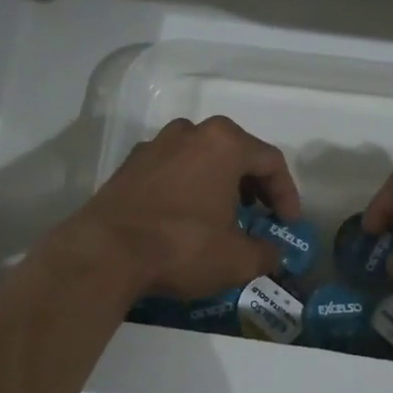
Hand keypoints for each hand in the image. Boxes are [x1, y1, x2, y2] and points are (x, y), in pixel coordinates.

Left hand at [59, 116, 301, 300]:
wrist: (104, 253)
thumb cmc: (181, 247)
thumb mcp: (237, 259)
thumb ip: (266, 253)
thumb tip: (274, 253)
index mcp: (224, 144)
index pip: (270, 161)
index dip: (286, 193)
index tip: (288, 223)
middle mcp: (191, 132)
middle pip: (235, 151)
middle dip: (253, 184)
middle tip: (259, 214)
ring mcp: (156, 145)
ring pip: (201, 156)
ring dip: (219, 181)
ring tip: (222, 214)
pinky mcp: (130, 164)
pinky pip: (172, 168)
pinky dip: (187, 186)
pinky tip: (185, 216)